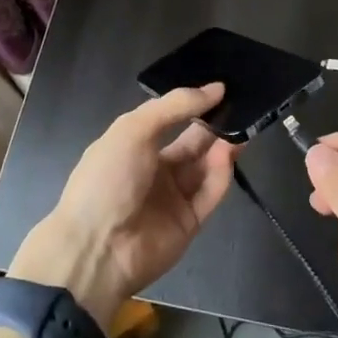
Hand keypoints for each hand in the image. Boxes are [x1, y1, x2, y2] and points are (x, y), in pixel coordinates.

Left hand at [11, 84, 237, 322]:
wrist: (96, 249)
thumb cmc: (108, 178)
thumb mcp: (134, 129)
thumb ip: (175, 106)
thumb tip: (216, 89)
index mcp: (134, 144)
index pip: (170, 118)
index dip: (194, 104)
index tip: (221, 90)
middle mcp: (154, 169)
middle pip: (193, 143)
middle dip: (214, 126)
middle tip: (240, 108)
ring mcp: (173, 197)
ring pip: (205, 167)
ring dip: (222, 148)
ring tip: (240, 129)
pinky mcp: (189, 222)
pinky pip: (209, 194)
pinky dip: (221, 174)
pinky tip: (229, 155)